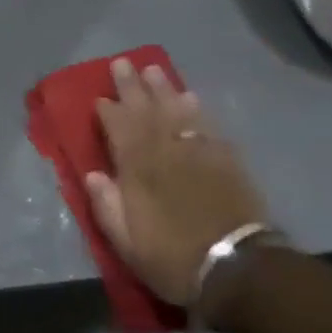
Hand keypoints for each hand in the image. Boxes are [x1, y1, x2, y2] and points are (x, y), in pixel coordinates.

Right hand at [82, 58, 266, 305]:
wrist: (238, 269)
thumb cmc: (172, 259)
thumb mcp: (126, 243)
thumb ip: (107, 205)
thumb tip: (93, 174)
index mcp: (137, 170)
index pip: (118, 130)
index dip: (108, 112)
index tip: (99, 98)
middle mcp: (165, 152)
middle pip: (145, 111)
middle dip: (131, 87)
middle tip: (122, 63)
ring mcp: (198, 152)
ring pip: (176, 111)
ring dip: (163, 89)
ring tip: (153, 70)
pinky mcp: (226, 160)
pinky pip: (207, 125)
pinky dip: (197, 109)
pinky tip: (190, 97)